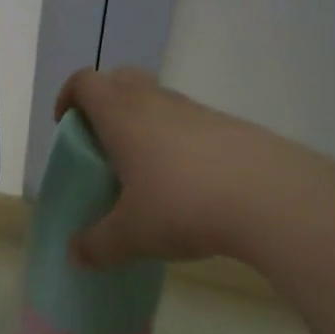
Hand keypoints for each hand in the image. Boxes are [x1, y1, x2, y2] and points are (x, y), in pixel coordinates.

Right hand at [56, 67, 334, 267]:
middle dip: (106, 101)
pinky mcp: (227, 125)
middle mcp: (154, 101)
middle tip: (103, 140)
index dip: (69, 96)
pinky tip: (188, 182)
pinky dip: (178, 140)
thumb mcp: (132, 235)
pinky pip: (190, 121)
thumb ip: (98, 245)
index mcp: (121, 114)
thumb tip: (75, 255)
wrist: (268, 195)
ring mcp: (195, 110)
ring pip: (158, 100)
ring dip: (144, 122)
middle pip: (121, 78)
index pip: (85, 82)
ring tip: (146, 169)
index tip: (66, 124)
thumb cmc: (182, 204)